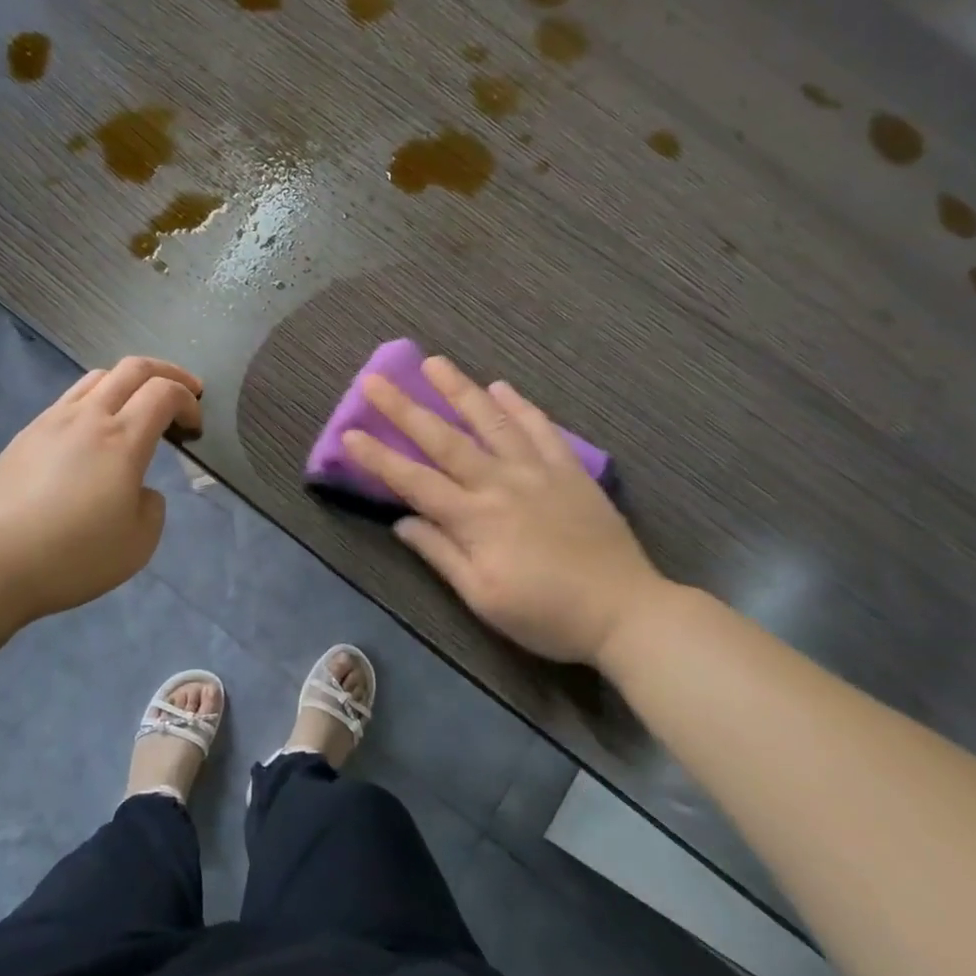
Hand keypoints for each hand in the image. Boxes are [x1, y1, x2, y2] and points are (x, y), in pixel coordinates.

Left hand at [0, 356, 201, 621]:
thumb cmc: (74, 555)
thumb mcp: (139, 543)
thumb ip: (152, 506)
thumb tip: (139, 489)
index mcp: (122, 439)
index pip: (164, 392)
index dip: (188, 401)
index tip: (194, 427)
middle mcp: (88, 417)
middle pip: (133, 368)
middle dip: (167, 372)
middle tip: (185, 389)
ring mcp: (52, 421)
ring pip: (97, 377)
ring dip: (128, 381)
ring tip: (138, 405)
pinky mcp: (26, 435)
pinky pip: (69, 400)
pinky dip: (96, 400)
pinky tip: (93, 432)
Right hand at [343, 356, 668, 663]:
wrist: (626, 612)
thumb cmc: (546, 613)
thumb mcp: (483, 598)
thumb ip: (441, 555)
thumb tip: (402, 522)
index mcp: (475, 518)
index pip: (414, 481)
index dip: (378, 458)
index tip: (349, 433)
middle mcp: (500, 483)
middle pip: (444, 439)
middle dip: (405, 408)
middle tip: (375, 379)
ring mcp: (537, 471)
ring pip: (492, 422)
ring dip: (460, 390)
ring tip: (435, 362)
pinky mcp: (569, 471)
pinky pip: (542, 429)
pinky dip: (520, 406)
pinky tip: (502, 387)